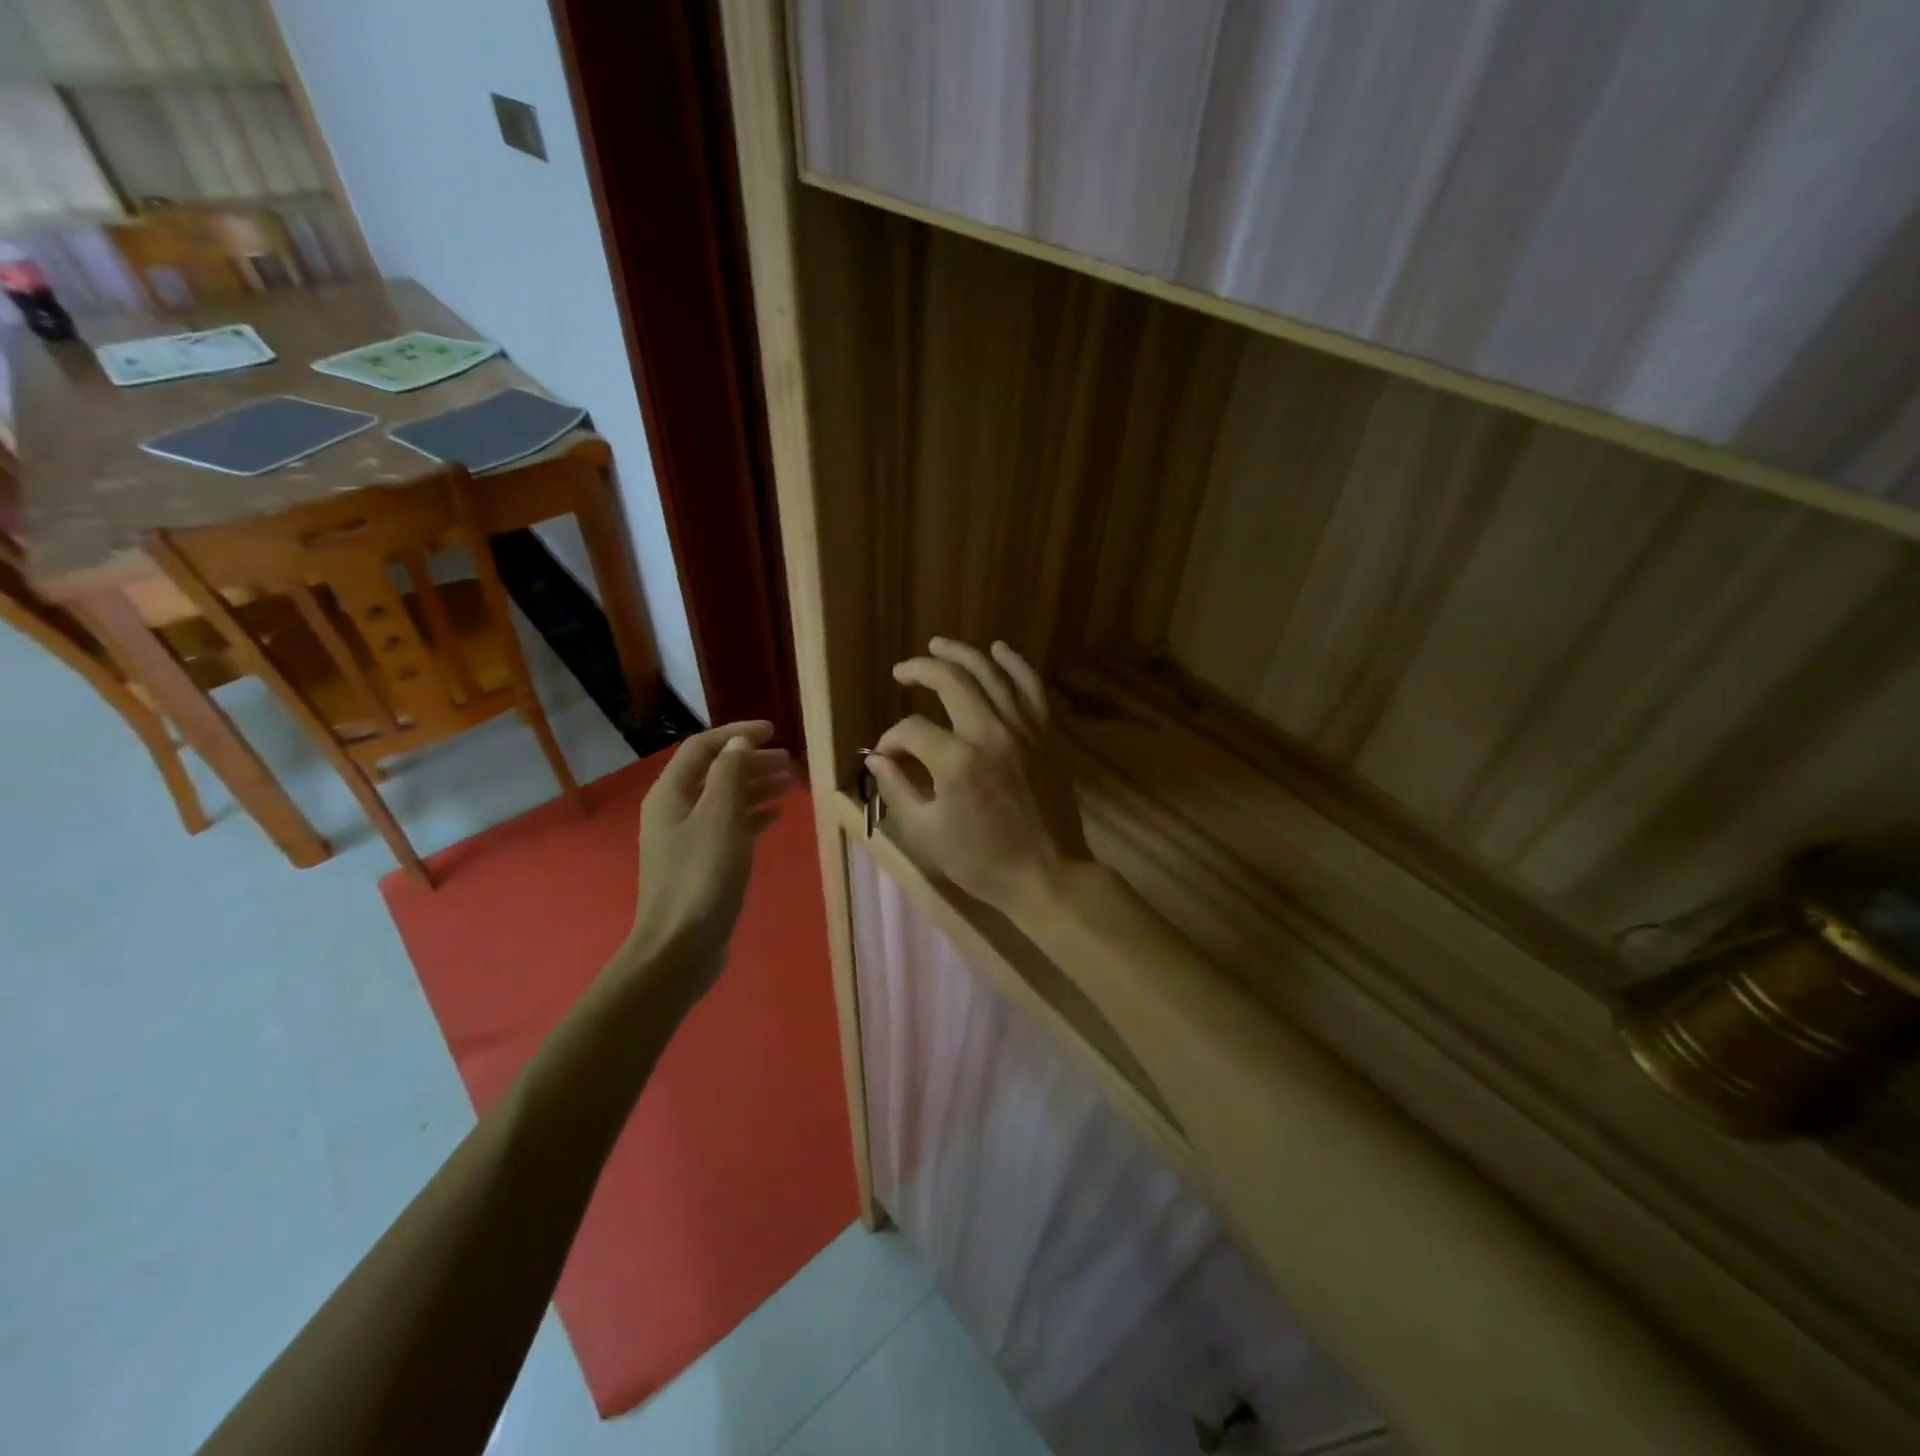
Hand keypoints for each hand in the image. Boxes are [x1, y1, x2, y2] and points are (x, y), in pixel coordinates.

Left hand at [631, 721, 790, 992]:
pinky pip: (728, 827)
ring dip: (754, 787)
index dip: (736, 733)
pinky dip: (751, 816)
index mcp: (670, 794)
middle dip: (750, 762)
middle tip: (788, 762)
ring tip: (789, 784)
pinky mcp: (701, 864)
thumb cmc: (702, 876)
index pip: (702, 748)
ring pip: (723, 800)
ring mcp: (687, 840)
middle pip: (714, 772)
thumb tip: (739, 742)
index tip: (773, 730)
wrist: (680, 947)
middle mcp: (674, 811)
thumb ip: (730, 773)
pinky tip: (776, 817)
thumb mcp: (720, 817)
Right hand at [866, 639, 1089, 918]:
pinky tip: (999, 650)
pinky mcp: (1047, 734)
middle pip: (951, 682)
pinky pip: (1032, 687)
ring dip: (963, 655)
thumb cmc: (982, 861)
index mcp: (957, 761)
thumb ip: (896, 789)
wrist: (1048, 875)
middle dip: (920, 670)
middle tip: (902, 670)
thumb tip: (876, 757)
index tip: (887, 755)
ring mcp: (1024, 729)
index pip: (912, 730)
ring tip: (939, 645)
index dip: (892, 738)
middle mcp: (991, 732)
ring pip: (992, 674)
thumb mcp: (926, 833)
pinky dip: (1015, 664)